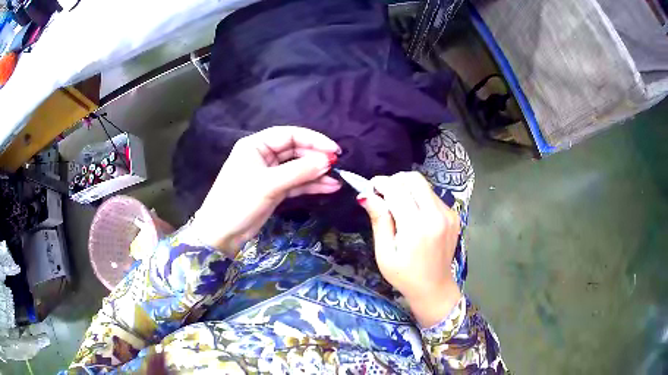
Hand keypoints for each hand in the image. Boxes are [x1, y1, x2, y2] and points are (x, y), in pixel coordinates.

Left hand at [189, 126, 341, 256]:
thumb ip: (299, 171)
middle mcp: (263, 155)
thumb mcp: (269, 184)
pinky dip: (311, 185)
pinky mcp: (274, 190)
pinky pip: (296, 183)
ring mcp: (270, 174)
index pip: (289, 135)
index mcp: (256, 145)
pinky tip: (328, 187)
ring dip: (316, 173)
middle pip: (295, 150)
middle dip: (316, 158)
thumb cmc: (239, 202)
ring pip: (298, 168)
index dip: (313, 140)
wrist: (222, 235)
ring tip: (337, 179)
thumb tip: (328, 160)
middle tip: (336, 166)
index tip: (334, 150)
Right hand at [358, 172, 461, 326]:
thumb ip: (379, 221)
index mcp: (417, 227)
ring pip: (424, 185)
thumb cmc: (404, 275)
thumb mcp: (384, 253)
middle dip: (395, 181)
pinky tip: (414, 216)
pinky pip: (433, 196)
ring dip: (407, 189)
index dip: (381, 183)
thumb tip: (366, 195)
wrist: (434, 288)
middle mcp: (436, 215)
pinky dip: (419, 198)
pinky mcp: (454, 215)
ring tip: (398, 208)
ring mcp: (448, 214)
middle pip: (414, 179)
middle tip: (384, 196)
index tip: (370, 188)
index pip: (397, 189)